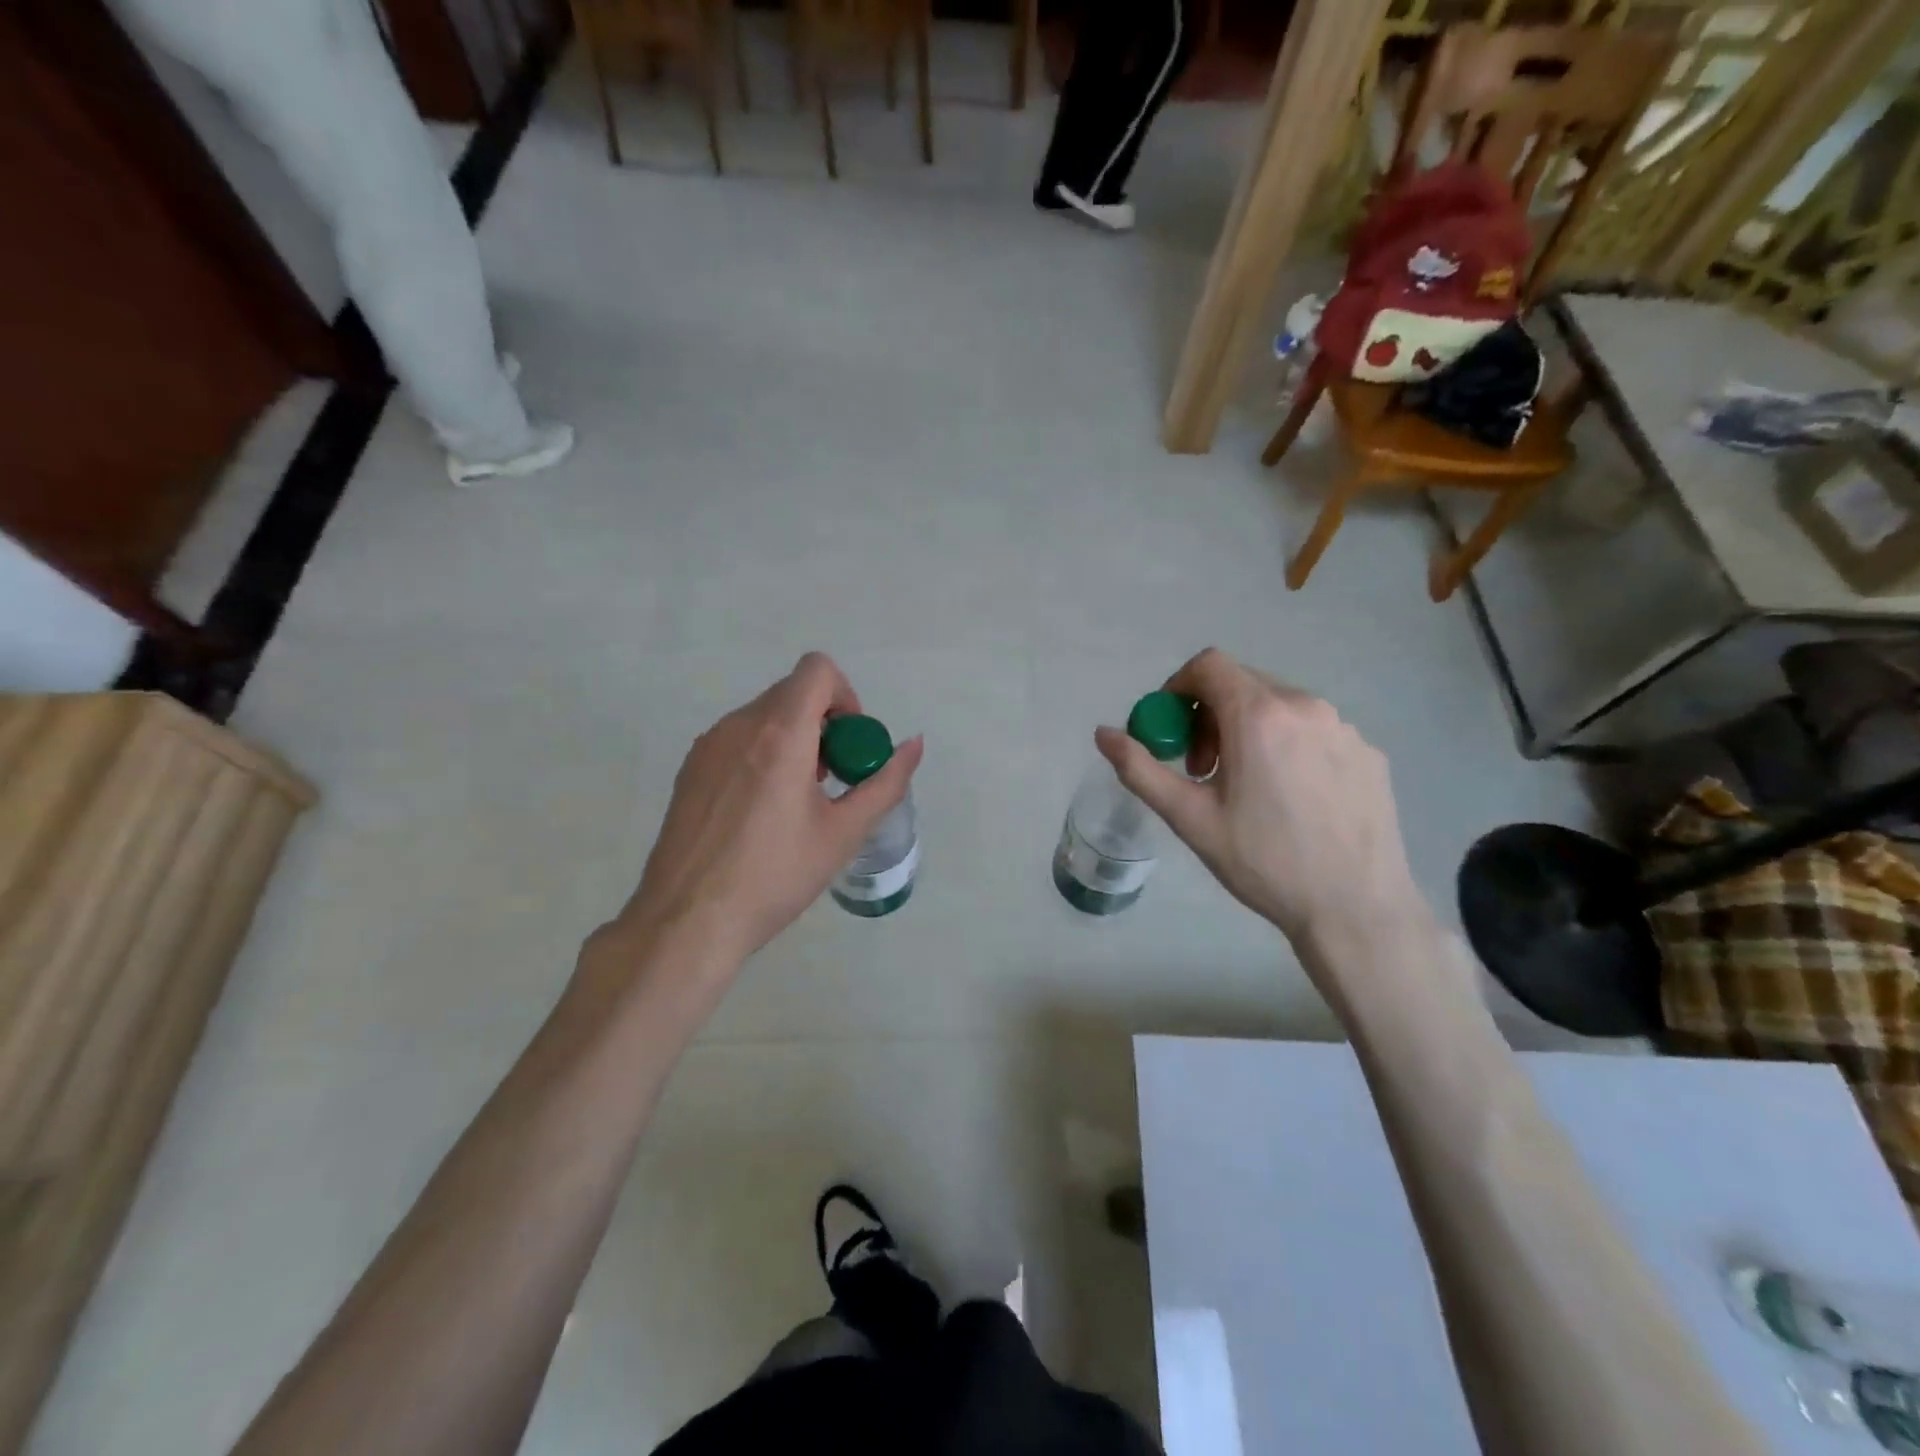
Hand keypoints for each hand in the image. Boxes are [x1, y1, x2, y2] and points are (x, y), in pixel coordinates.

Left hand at [608, 653, 923, 965]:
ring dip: (793, 739)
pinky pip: (738, 739)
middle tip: (830, 781)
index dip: (845, 696)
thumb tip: (914, 744)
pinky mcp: (690, 767)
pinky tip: (761, 811)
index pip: (817, 669)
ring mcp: (708, 745)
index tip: (849, 746)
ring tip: (796, 801)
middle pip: (793, 693)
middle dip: (824, 724)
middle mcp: (739, 725)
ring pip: (765, 716)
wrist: (687, 920)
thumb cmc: (774, 876)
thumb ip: (885, 783)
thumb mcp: (843, 833)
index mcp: (780, 734)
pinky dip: (763, 754)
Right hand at [1095, 648, 1422, 950]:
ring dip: (1249, 729)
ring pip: (1279, 706)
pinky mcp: (1369, 751)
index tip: (1172, 730)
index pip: (1208, 665)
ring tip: (1248, 786)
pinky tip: (1292, 798)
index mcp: (1259, 716)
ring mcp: (1344, 727)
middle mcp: (1306, 706)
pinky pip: (1314, 729)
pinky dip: (1288, 745)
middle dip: (1210, 714)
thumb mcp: (1190, 818)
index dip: (1178, 687)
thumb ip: (1140, 769)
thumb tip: (1103, 733)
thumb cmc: (1264, 862)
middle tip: (1204, 768)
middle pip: (1242, 683)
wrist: (1356, 908)